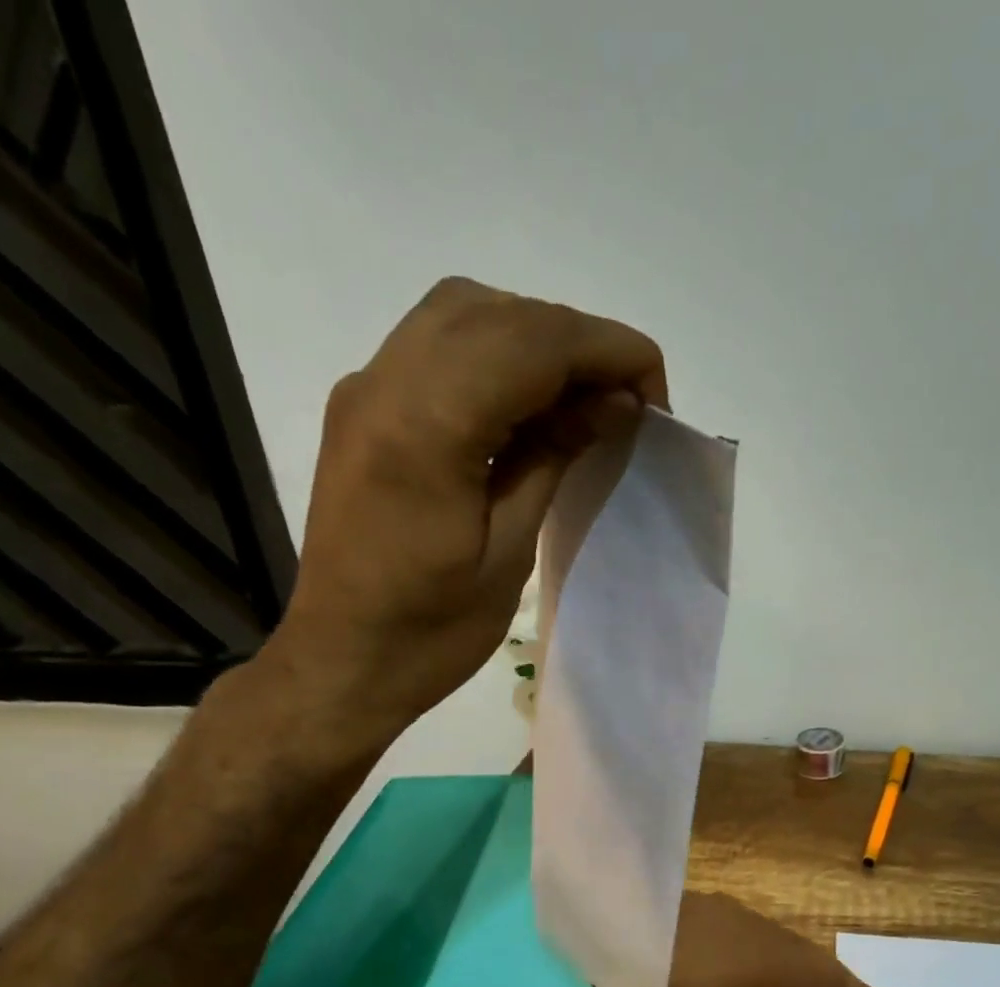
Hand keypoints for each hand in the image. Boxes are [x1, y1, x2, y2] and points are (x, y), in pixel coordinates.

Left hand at [263, 277, 666, 735]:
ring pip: (464, 313)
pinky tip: (525, 403)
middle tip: (626, 401)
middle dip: (578, 342)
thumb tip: (614, 401)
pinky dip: (494, 353)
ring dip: (535, 339)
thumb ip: (555, 458)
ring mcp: (365, 388)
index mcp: (426, 429)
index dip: (608, 350)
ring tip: (580, 398)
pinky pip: (435, 344)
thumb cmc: (432, 630)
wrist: (343, 660)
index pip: (533, 342)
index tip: (655, 394)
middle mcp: (386, 383)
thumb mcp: (509, 552)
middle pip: (500, 313)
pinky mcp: (361, 406)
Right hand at [590, 892, 878, 986]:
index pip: (606, 953)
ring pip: (668, 929)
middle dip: (637, 971)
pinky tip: (717, 983)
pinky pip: (699, 924)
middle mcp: (680, 915)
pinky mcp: (743, 910)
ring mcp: (715, 906)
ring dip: (667, 959)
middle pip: (638, 937)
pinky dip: (695, 948)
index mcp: (656, 950)